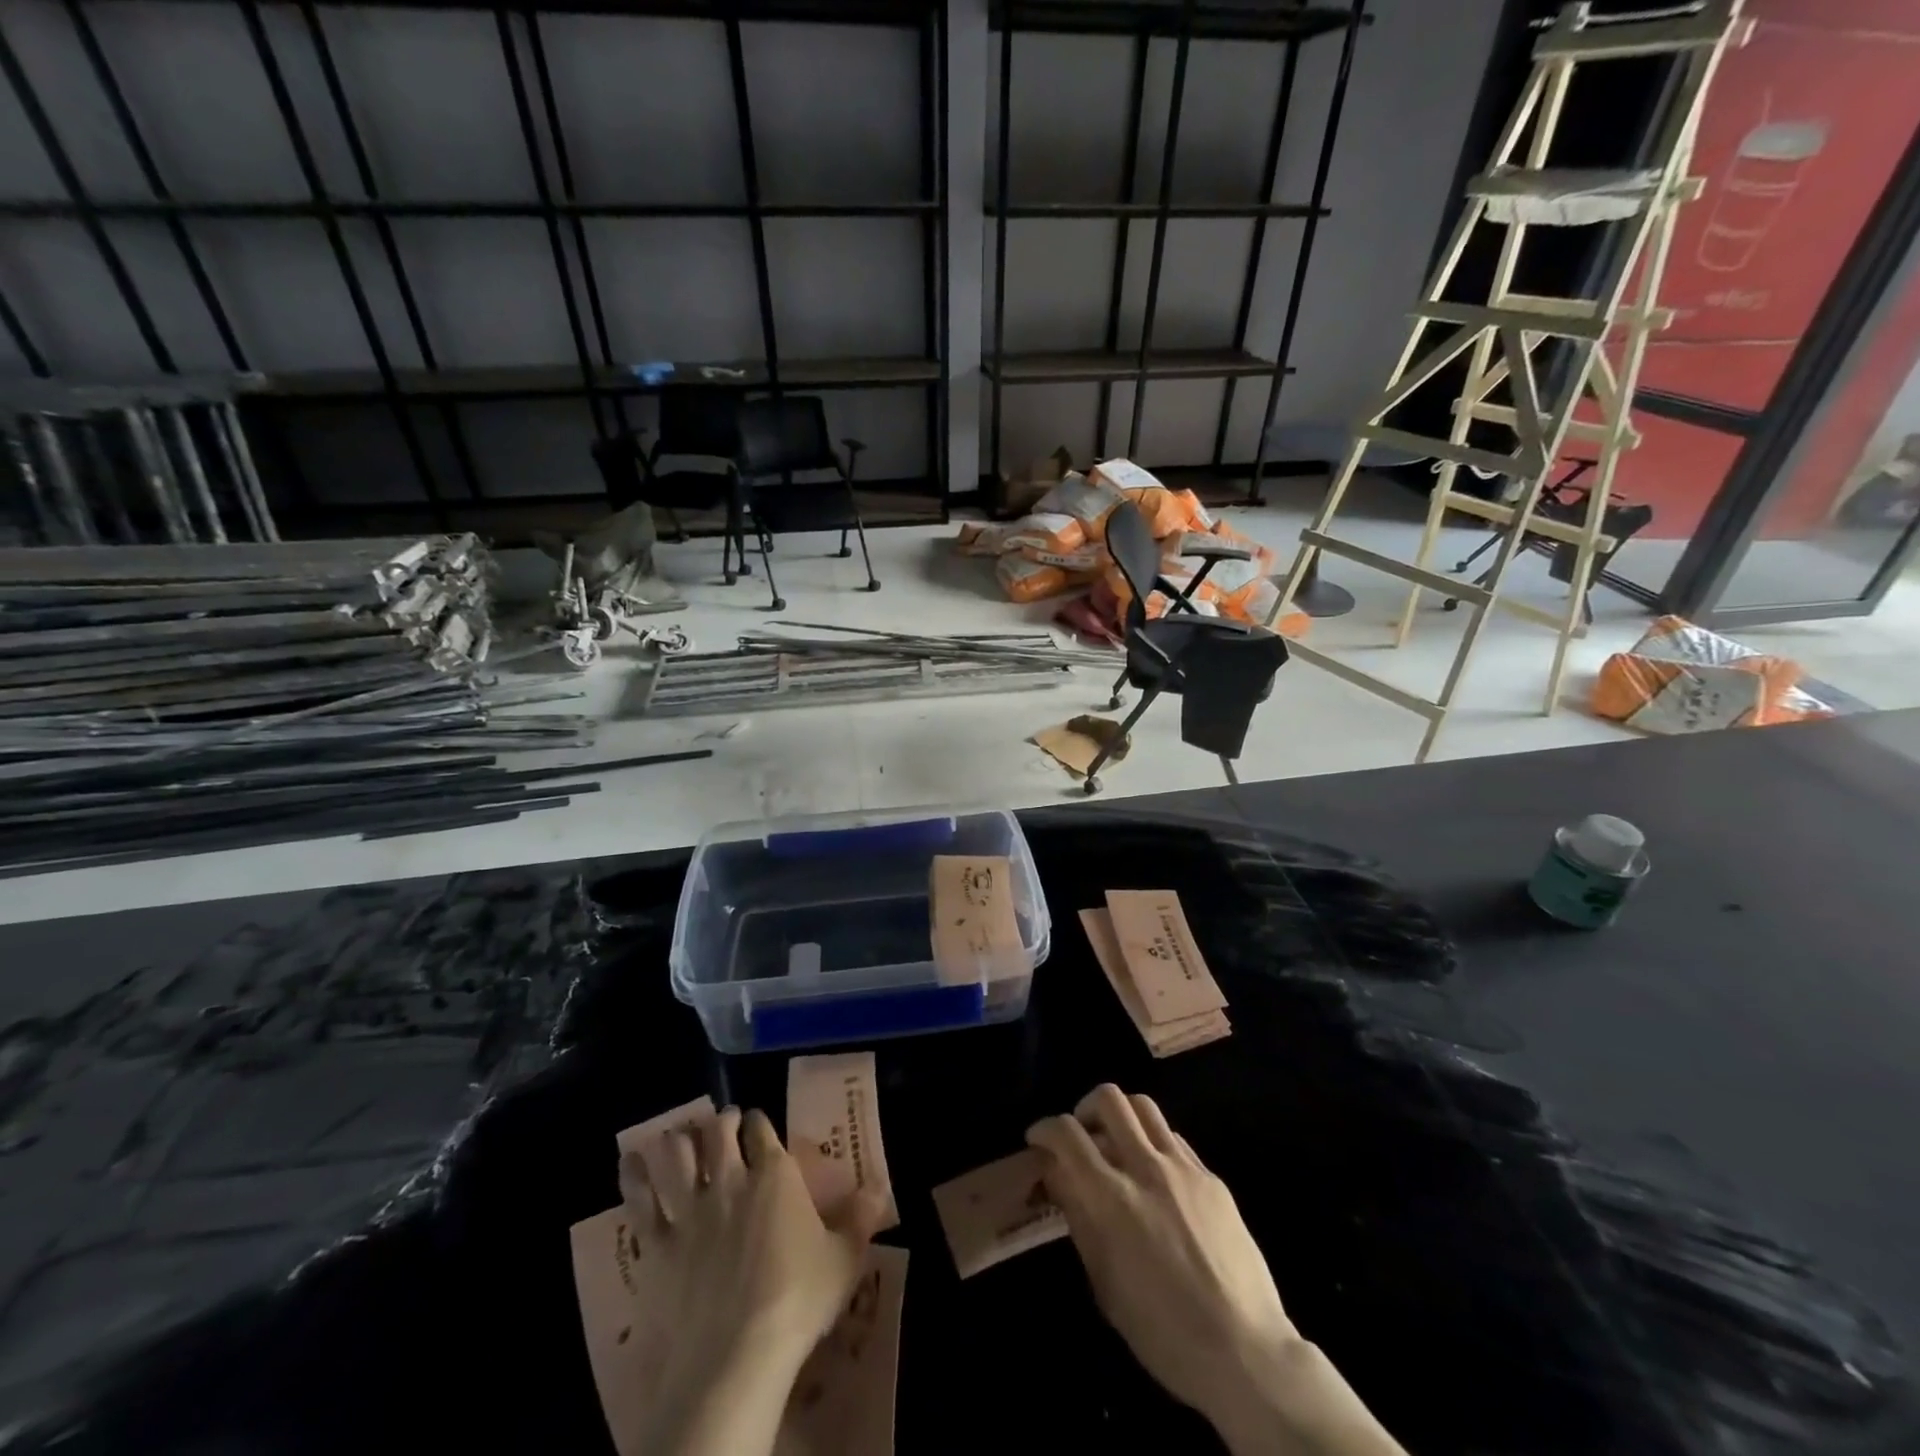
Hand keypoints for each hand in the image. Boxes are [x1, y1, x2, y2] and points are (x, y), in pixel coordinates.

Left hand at [623, 1107, 881, 1455]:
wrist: (738, 1353)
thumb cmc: (799, 1299)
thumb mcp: (844, 1258)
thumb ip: (861, 1217)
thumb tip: (880, 1187)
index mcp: (775, 1174)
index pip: (762, 1128)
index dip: (758, 1121)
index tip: (756, 1124)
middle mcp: (731, 1179)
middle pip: (718, 1132)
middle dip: (720, 1122)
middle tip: (722, 1124)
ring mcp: (691, 1209)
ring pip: (677, 1155)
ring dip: (679, 1141)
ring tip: (680, 1137)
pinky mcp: (659, 1244)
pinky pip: (640, 1201)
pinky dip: (634, 1177)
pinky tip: (630, 1163)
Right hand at [1028, 1086, 1402, 1455]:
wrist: (1245, 1352)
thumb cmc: (1163, 1332)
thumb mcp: (1105, 1284)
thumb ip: (1078, 1218)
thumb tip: (1055, 1174)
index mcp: (1112, 1199)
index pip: (1067, 1134)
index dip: (1044, 1128)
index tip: (1037, 1139)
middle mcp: (1146, 1169)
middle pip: (1109, 1100)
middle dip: (1083, 1107)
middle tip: (1080, 1135)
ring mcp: (1184, 1168)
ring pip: (1144, 1106)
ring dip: (1121, 1115)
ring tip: (1115, 1142)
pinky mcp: (1212, 1177)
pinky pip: (1173, 1138)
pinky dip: (1152, 1142)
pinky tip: (1154, 1174)